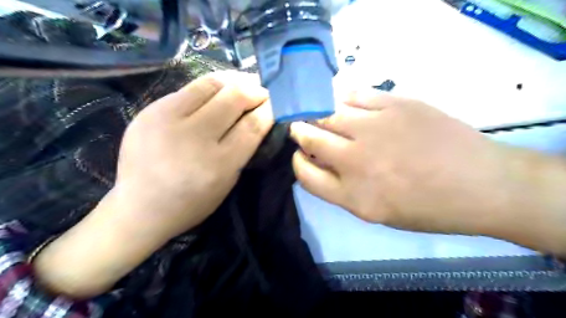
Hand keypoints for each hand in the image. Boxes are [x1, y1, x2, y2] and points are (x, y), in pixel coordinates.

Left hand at [35, 70, 274, 296]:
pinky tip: (220, 90)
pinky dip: (212, 86)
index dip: (268, 110)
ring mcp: (168, 119)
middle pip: (234, 98)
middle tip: (263, 92)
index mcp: (217, 164)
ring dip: (235, 81)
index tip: (276, 103)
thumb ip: (243, 149)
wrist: (139, 207)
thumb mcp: (227, 182)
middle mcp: (194, 138)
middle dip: (255, 91)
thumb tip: (257, 117)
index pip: (252, 125)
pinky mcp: (151, 109)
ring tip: (245, 83)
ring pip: (211, 84)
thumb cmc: (192, 202)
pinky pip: (190, 88)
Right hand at [291, 90, 516, 234]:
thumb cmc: (427, 207)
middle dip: (300, 131)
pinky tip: (348, 105)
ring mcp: (374, 128)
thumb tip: (322, 162)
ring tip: (323, 114)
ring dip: (318, 114)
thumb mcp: (377, 213)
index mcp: (352, 195)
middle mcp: (355, 160)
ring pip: (327, 113)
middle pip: (309, 138)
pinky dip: (344, 100)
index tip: (302, 155)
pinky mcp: (394, 105)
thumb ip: (343, 189)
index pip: (304, 174)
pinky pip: (354, 96)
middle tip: (301, 127)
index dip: (298, 162)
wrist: (480, 184)